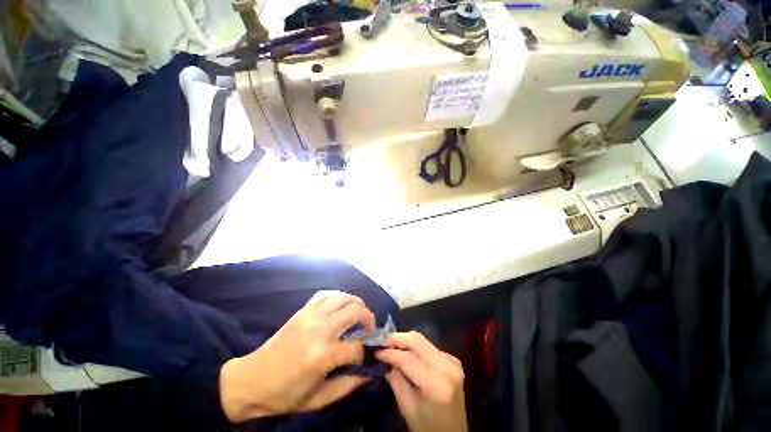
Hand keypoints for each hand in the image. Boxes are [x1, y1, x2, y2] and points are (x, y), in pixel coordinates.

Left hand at [219, 290, 375, 422]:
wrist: (252, 380)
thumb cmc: (285, 395)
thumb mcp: (318, 399)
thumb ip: (347, 385)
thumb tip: (369, 372)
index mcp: (324, 355)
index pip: (357, 347)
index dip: (364, 353)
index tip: (363, 357)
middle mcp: (321, 329)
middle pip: (355, 311)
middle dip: (368, 319)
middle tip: (369, 328)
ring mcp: (311, 316)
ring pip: (343, 298)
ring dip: (356, 303)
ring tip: (359, 312)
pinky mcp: (303, 311)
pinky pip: (325, 295)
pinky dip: (337, 296)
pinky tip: (339, 304)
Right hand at [376, 332, 467, 431]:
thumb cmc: (428, 428)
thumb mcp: (407, 408)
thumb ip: (395, 380)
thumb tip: (383, 358)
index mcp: (438, 384)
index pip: (409, 359)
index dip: (390, 352)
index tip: (376, 350)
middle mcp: (448, 367)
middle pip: (418, 341)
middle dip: (398, 338)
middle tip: (382, 342)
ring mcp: (453, 362)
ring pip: (423, 342)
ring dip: (406, 342)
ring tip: (391, 346)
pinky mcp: (453, 361)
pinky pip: (430, 348)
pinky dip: (416, 348)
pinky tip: (407, 354)